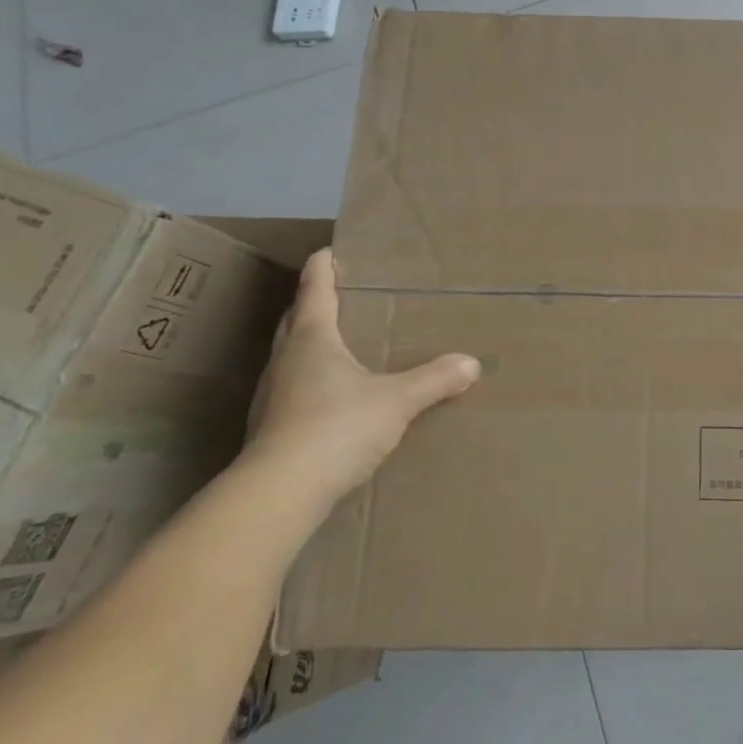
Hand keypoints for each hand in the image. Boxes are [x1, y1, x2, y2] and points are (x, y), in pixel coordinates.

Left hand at [240, 249, 478, 512]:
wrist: (279, 493)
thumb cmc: (337, 427)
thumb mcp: (397, 401)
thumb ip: (434, 380)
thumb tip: (473, 363)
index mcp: (312, 339)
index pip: (315, 290)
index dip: (322, 268)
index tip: (328, 251)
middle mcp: (285, 359)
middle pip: (295, 320)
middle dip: (313, 304)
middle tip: (339, 296)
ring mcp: (272, 395)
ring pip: (290, 356)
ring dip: (309, 345)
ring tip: (339, 346)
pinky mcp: (270, 427)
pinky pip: (292, 389)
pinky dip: (310, 381)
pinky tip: (331, 398)